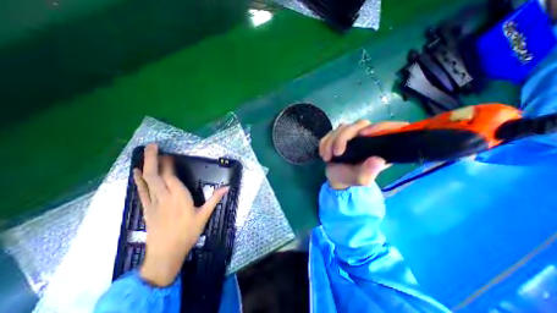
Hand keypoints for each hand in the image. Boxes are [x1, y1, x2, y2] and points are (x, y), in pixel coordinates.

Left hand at [133, 143, 227, 285]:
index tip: (170, 154)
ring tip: (145, 152)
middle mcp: (164, 197)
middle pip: (155, 175)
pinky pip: (141, 191)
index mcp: (179, 197)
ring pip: (146, 181)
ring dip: (145, 165)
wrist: (166, 253)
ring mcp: (153, 202)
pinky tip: (135, 172)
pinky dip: (138, 180)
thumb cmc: (188, 233)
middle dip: (153, 159)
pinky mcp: (147, 208)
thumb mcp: (204, 216)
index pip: (171, 176)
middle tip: (153, 145)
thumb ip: (215, 199)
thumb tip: (227, 187)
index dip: (169, 164)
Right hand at [320, 119, 407, 187]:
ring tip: (327, 157)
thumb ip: (368, 172)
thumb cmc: (350, 178)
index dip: (379, 127)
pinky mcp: (339, 135)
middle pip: (359, 125)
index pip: (387, 128)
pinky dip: (324, 142)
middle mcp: (367, 137)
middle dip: (343, 138)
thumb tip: (378, 160)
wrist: (335, 177)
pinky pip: (331, 132)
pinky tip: (323, 154)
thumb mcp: (360, 179)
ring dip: (331, 141)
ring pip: (343, 127)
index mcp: (379, 146)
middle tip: (336, 153)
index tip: (363, 134)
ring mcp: (352, 134)